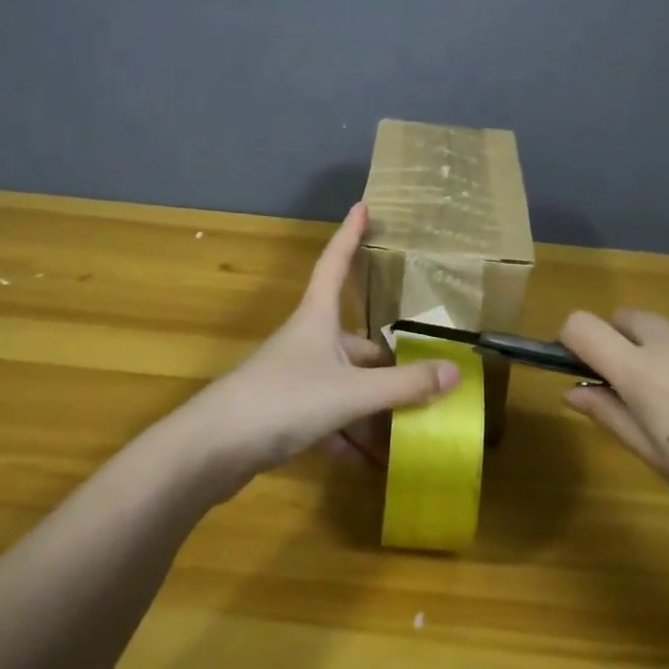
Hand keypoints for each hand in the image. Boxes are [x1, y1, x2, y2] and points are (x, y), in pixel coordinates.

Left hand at [178, 203, 459, 498]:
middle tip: (425, 380)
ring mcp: (295, 378)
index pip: (336, 263)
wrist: (213, 449)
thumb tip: (456, 372)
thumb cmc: (283, 400)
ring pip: (346, 386)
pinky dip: (350, 437)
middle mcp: (308, 342)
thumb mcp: (351, 392)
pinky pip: (329, 418)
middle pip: (357, 343)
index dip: (350, 234)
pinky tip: (371, 463)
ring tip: (409, 432)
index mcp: (318, 319)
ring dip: (374, 409)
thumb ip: (404, 385)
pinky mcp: (284, 414)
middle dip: (389, 365)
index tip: (364, 206)